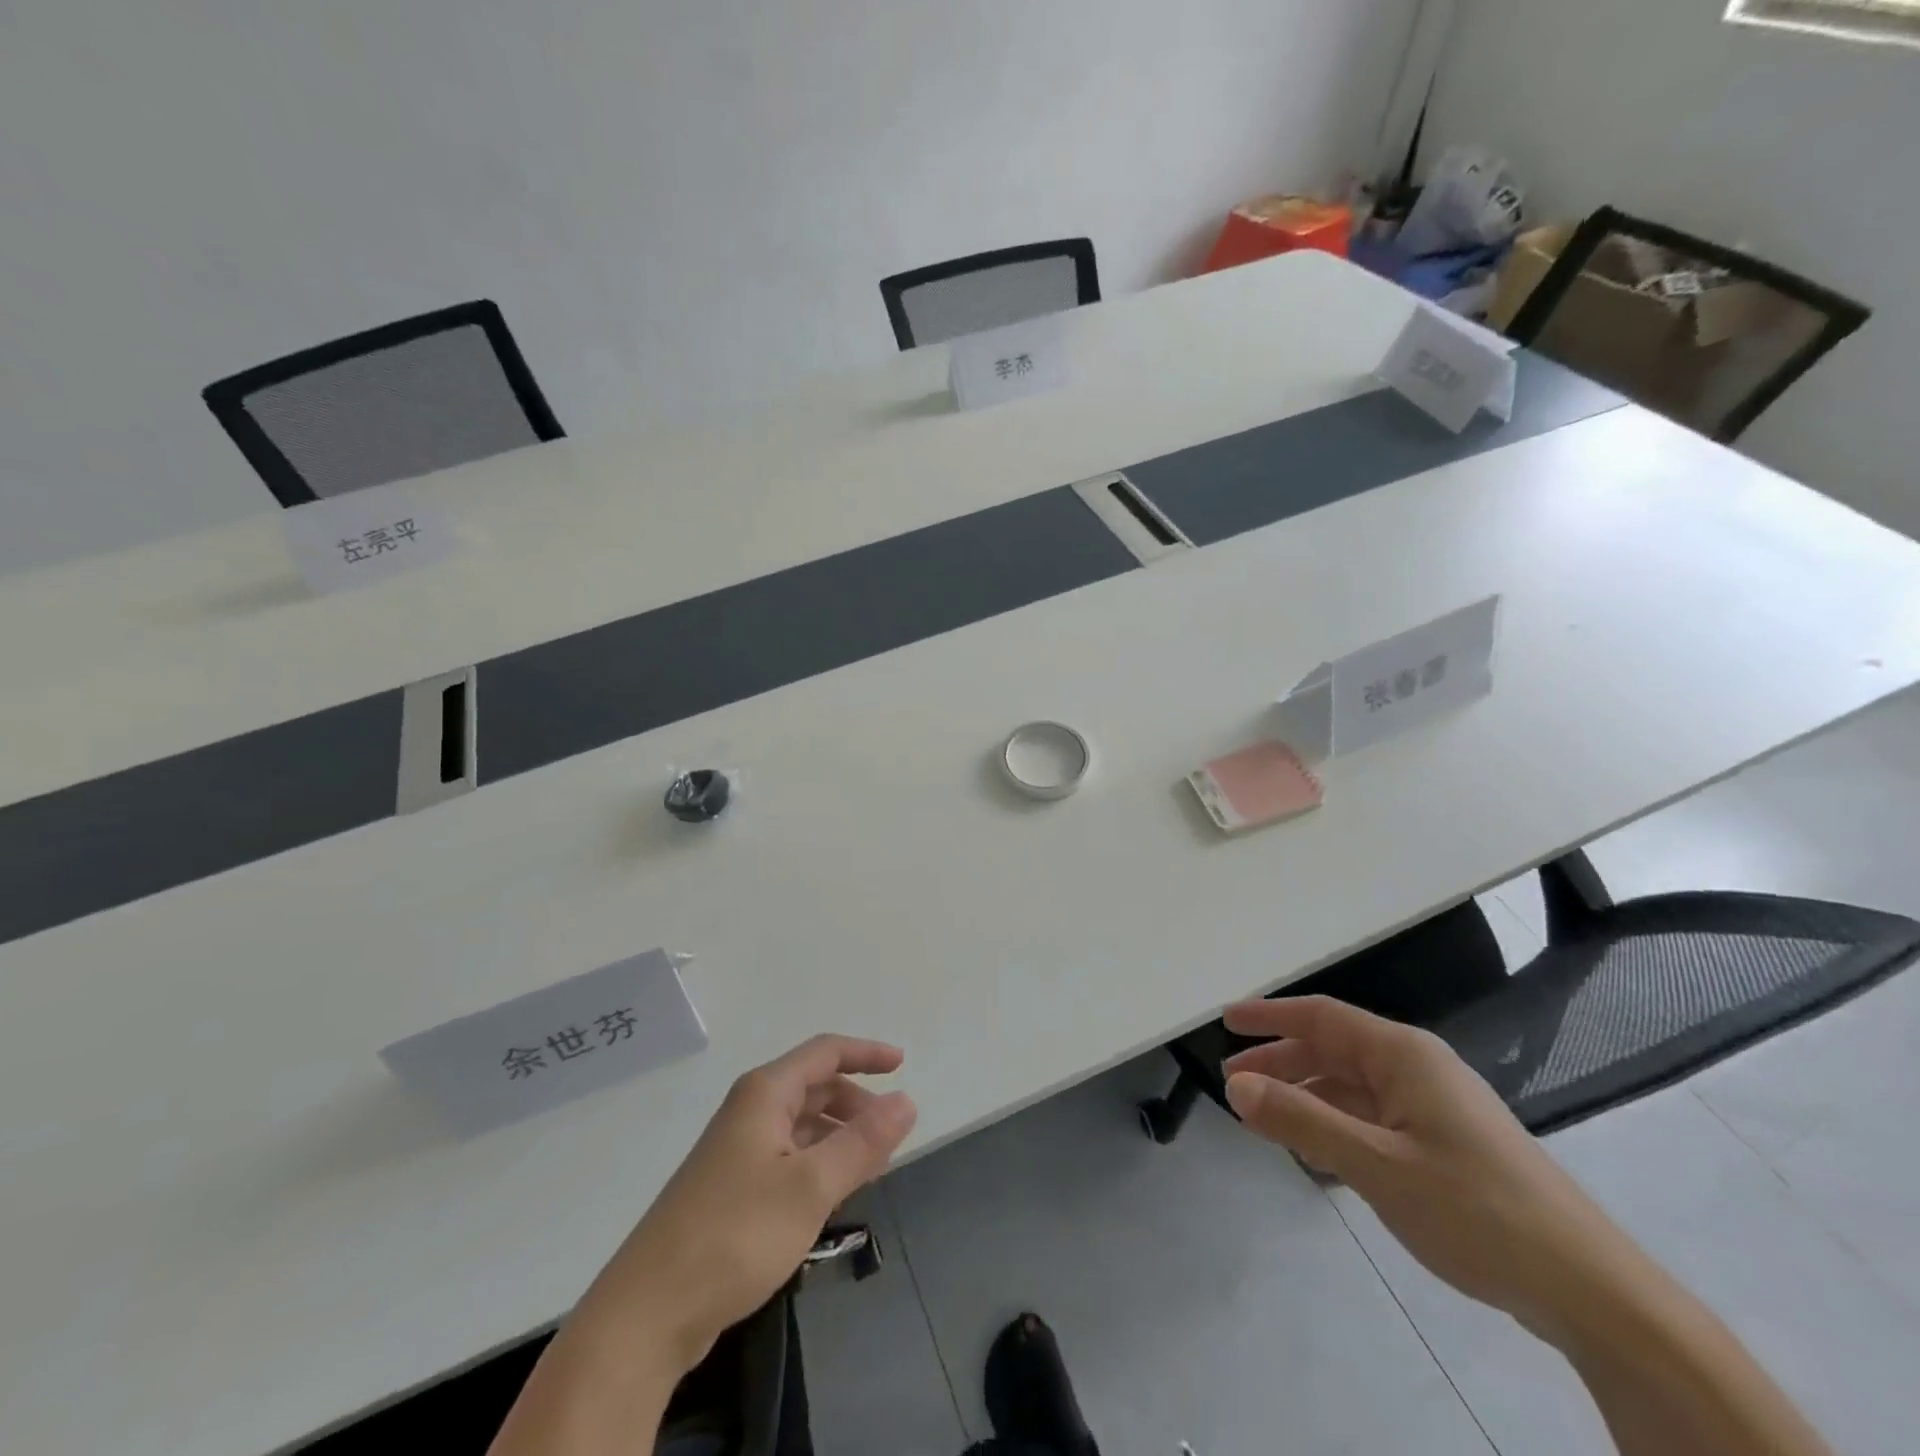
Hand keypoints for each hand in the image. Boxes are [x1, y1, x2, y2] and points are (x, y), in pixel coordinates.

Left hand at [576, 1035, 917, 1373]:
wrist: (648, 1314)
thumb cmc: (736, 1233)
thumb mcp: (811, 1186)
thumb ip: (863, 1142)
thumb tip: (907, 1100)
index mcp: (765, 1094)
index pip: (825, 1052)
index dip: (866, 1053)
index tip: (903, 1065)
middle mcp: (749, 1111)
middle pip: (814, 1087)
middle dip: (856, 1102)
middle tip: (891, 1135)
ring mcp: (736, 1151)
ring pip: (802, 1126)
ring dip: (839, 1136)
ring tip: (871, 1168)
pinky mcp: (730, 1189)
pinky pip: (788, 1157)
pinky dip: (818, 1164)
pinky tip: (833, 1196)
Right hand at [1222, 996, 1636, 1343]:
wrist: (1590, 1290)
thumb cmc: (1477, 1210)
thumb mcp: (1377, 1166)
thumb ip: (1302, 1121)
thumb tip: (1237, 1087)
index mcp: (1403, 1055)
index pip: (1320, 1017)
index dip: (1269, 1016)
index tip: (1225, 1022)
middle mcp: (1417, 1068)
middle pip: (1333, 1050)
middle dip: (1281, 1062)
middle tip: (1235, 1085)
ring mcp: (1435, 1106)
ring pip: (1352, 1087)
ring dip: (1306, 1099)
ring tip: (1265, 1122)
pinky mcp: (1447, 1144)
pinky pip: (1374, 1119)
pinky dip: (1337, 1127)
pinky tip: (1318, 1156)